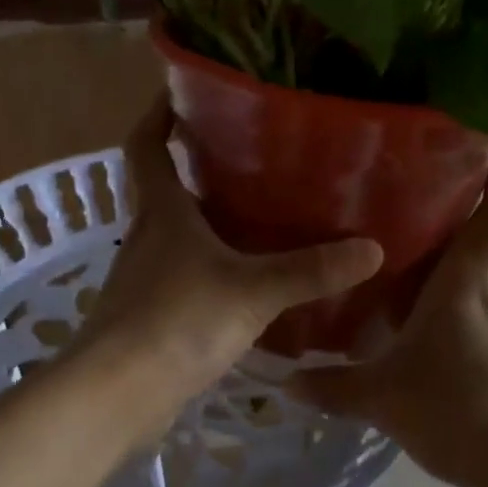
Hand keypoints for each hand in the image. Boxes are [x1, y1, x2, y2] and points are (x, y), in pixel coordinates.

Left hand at [70, 101, 384, 435]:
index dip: (158, 113)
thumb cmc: (176, 322)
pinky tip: (242, 279)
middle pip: (162, 186)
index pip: (146, 144)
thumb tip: (372, 248)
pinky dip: (206, 264)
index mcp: (161, 211)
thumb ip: (310, 270)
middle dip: (193, 164)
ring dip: (203, 218)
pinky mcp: (147, 314)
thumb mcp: (252, 291)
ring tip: (255, 212)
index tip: (183, 91)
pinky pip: (179, 273)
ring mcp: (142, 276)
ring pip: (173, 232)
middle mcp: (145, 235)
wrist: (115, 396)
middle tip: (246, 153)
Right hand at [292, 159, 487, 486]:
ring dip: (441, 268)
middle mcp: (486, 294)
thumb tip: (285, 381)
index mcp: (463, 284)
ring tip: (395, 261)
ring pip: (469, 280)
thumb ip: (331, 385)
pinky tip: (412, 324)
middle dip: (450, 217)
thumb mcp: (380, 397)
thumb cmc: (453, 408)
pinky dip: (444, 306)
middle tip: (403, 198)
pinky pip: (469, 313)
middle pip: (476, 242)